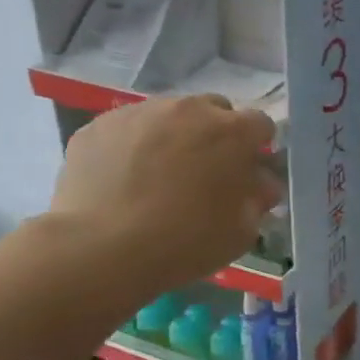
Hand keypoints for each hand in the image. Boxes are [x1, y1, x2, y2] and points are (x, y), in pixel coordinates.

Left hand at [47, 95, 281, 303]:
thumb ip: (257, 199)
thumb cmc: (186, 242)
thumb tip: (259, 185)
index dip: (256, 148)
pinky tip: (125, 179)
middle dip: (216, 134)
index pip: (260, 124)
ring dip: (174, 136)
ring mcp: (141, 112)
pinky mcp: (99, 124)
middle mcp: (190, 109)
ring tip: (159, 175)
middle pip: (214, 110)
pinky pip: (129, 128)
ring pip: (169, 114)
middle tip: (205, 171)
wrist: (103, 249)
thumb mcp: (241, 231)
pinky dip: (134, 145)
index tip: (247, 172)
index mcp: (233, 132)